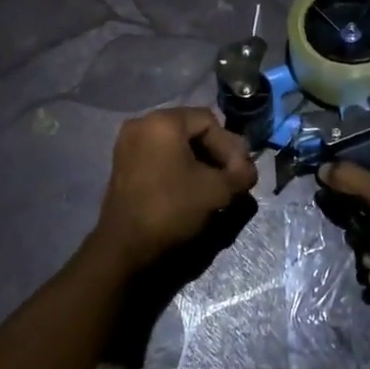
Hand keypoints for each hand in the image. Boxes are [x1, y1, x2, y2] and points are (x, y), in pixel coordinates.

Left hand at [87, 108, 257, 270]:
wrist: (125, 247)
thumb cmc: (172, 209)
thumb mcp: (217, 190)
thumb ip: (241, 173)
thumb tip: (247, 170)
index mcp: (163, 121)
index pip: (209, 121)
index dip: (231, 146)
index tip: (240, 173)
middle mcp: (142, 124)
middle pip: (192, 130)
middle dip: (216, 154)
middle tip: (232, 179)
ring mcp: (128, 144)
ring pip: (176, 145)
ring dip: (199, 163)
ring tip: (215, 187)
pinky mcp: (123, 164)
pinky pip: (159, 156)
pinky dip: (178, 168)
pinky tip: (192, 190)